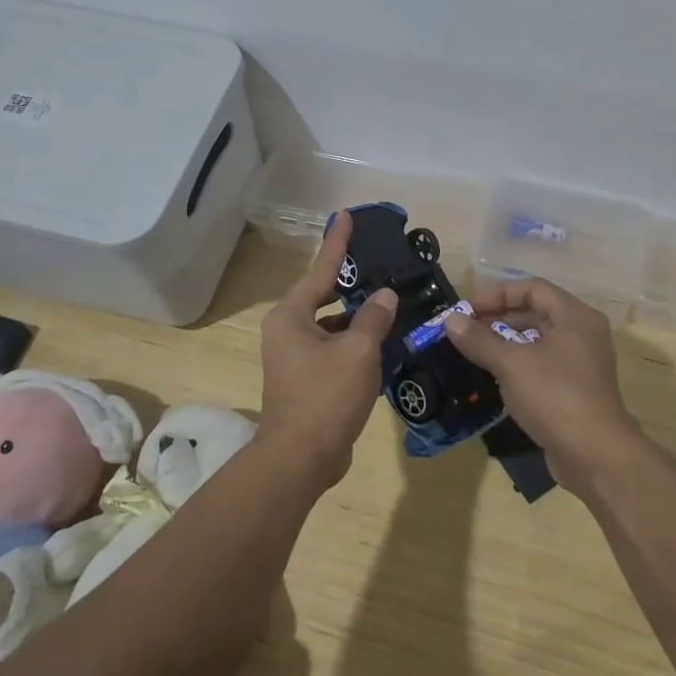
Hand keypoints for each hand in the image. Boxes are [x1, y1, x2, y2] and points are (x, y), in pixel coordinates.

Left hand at [257, 210, 398, 487]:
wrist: (300, 459)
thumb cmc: (325, 397)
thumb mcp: (358, 351)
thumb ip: (374, 317)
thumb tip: (385, 295)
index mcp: (291, 316)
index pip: (321, 269)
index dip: (337, 242)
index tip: (346, 215)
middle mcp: (287, 330)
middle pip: (323, 295)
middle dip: (349, 280)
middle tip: (376, 261)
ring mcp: (293, 356)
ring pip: (330, 324)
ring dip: (356, 316)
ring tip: (388, 300)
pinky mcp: (305, 379)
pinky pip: (333, 347)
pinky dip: (354, 341)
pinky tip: (382, 340)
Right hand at [444, 276, 643, 487]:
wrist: (595, 456)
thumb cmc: (555, 396)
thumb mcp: (511, 364)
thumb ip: (479, 339)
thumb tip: (450, 320)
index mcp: (575, 316)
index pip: (532, 288)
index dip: (497, 294)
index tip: (467, 310)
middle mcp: (582, 333)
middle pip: (535, 312)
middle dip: (498, 318)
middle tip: (465, 331)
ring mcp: (581, 363)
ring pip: (537, 341)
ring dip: (505, 343)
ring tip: (473, 352)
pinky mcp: (575, 390)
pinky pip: (542, 365)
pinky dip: (517, 365)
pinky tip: (493, 377)